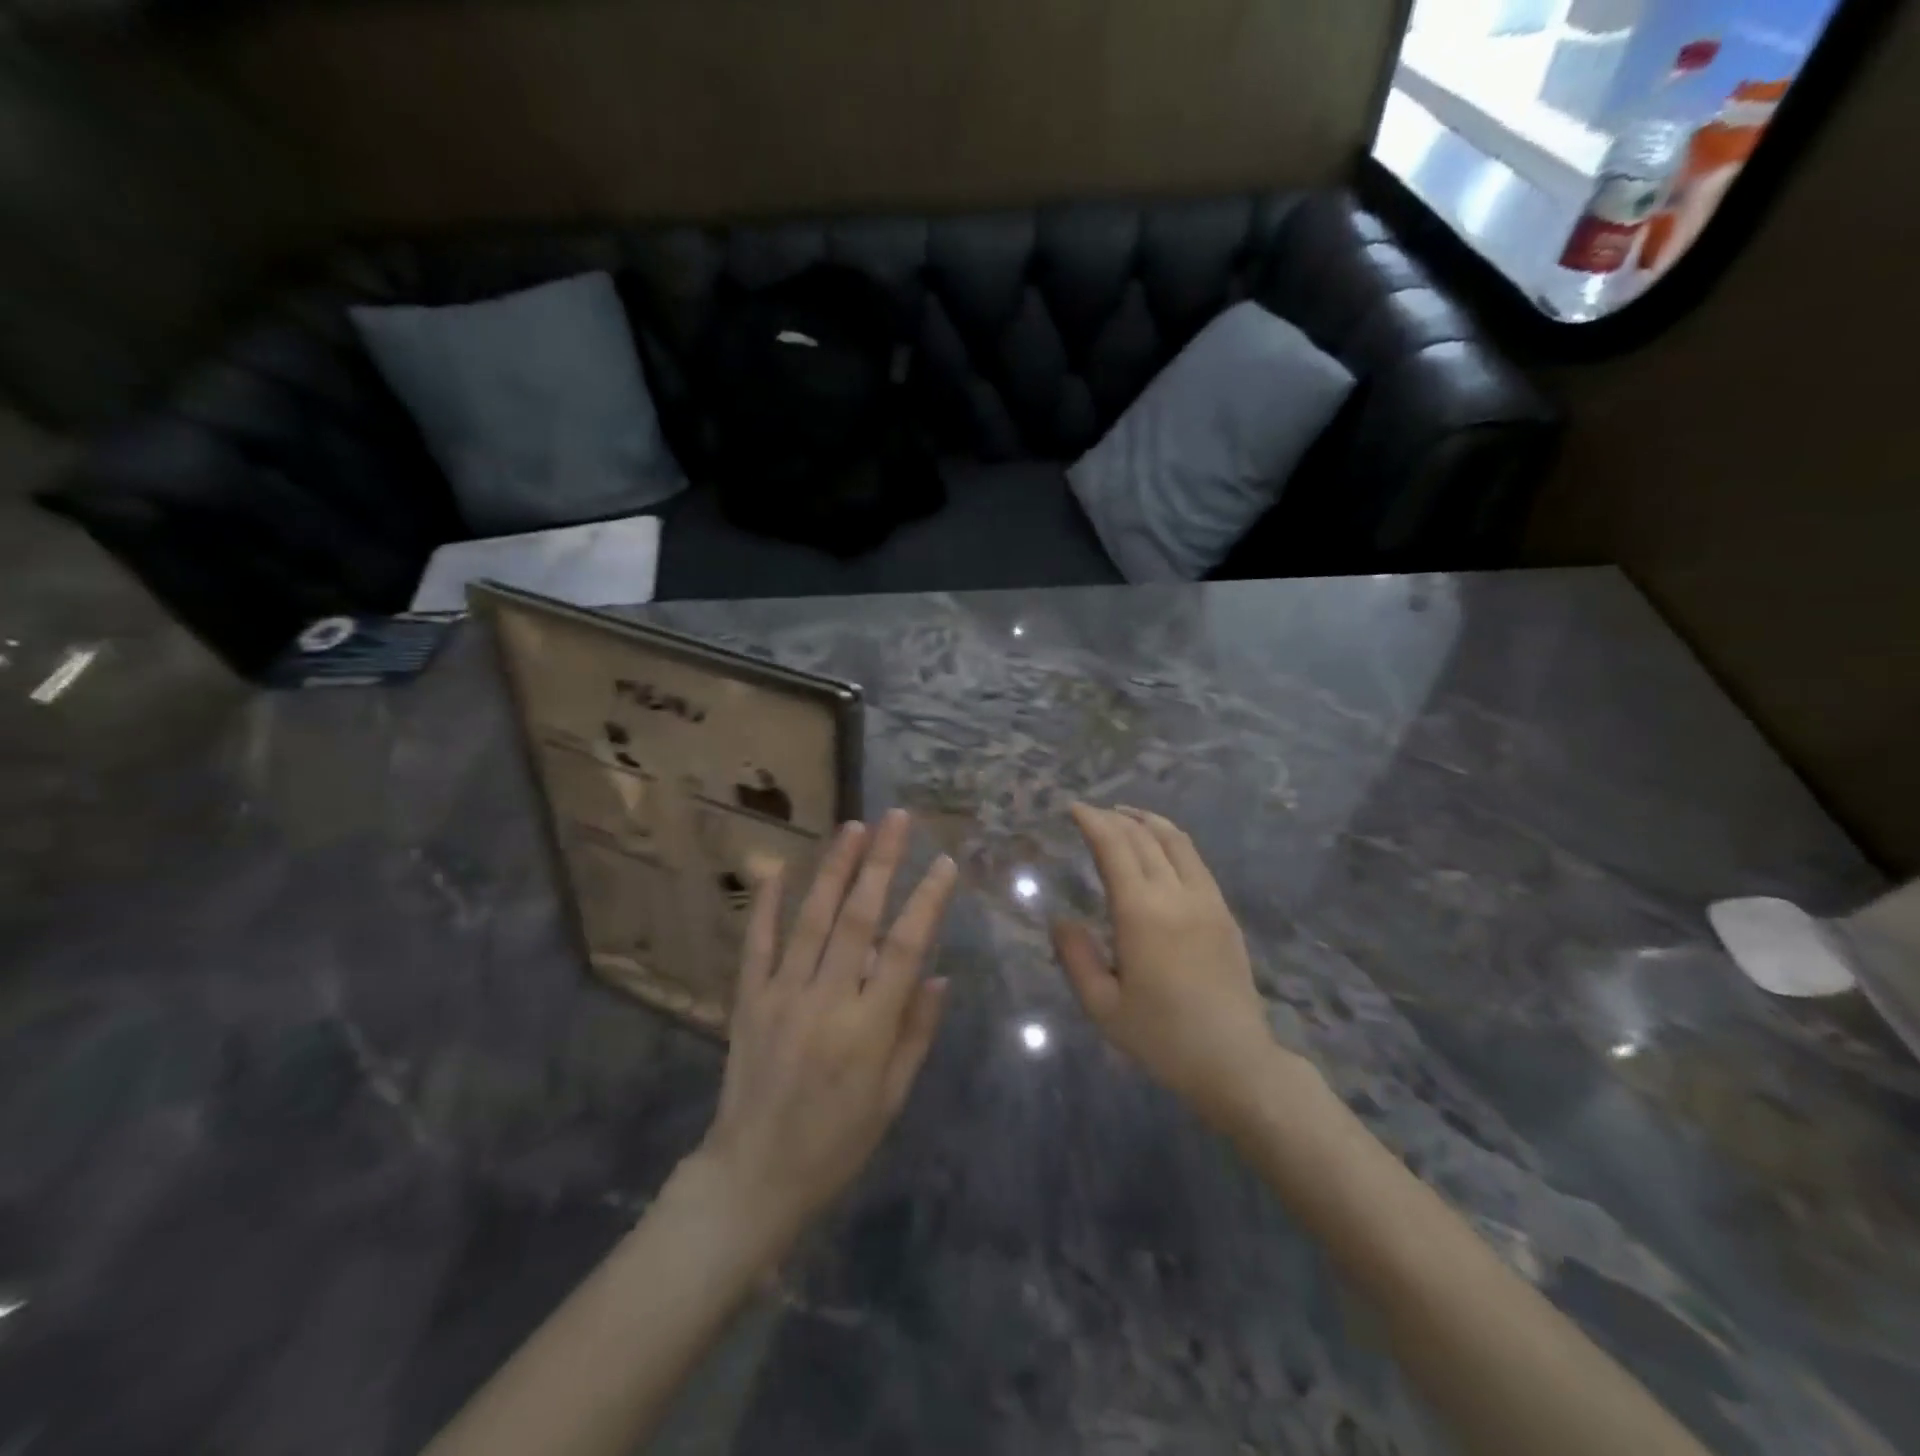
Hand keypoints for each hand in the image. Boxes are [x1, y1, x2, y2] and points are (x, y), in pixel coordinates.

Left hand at [692, 809, 956, 1249]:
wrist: (753, 1176)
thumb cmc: (836, 1143)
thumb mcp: (892, 1097)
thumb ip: (916, 1033)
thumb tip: (940, 976)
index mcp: (869, 1028)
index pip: (905, 948)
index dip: (927, 901)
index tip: (944, 863)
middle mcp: (826, 1000)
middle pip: (859, 919)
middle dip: (881, 863)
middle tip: (897, 819)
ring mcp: (782, 995)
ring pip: (812, 919)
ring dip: (834, 869)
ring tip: (853, 827)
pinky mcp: (748, 999)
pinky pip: (757, 943)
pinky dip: (766, 903)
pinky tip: (778, 866)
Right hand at [1054, 804, 1280, 1128]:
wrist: (1235, 1062)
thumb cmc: (1162, 1038)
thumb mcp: (1103, 1007)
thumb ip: (1076, 958)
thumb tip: (1060, 919)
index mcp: (1142, 914)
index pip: (1115, 848)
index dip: (1093, 821)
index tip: (1074, 808)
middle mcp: (1176, 895)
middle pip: (1144, 837)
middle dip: (1114, 818)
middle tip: (1090, 813)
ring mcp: (1206, 900)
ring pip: (1176, 841)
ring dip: (1146, 821)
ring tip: (1124, 816)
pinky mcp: (1223, 912)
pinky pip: (1195, 860)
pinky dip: (1171, 840)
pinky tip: (1159, 847)